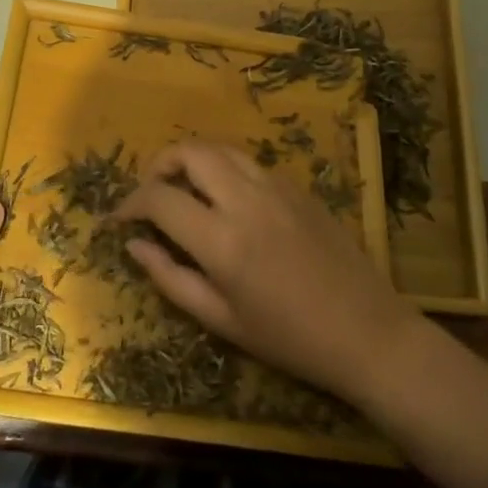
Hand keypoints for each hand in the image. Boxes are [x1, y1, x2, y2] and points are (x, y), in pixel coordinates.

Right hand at [116, 141, 423, 407]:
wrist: (367, 332)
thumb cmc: (289, 339)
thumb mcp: (221, 320)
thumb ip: (170, 278)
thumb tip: (134, 244)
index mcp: (222, 240)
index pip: (160, 198)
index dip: (130, 203)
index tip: (120, 218)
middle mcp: (246, 200)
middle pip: (189, 151)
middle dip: (158, 164)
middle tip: (150, 193)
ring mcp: (276, 187)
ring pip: (220, 148)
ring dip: (191, 159)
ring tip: (182, 188)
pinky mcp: (297, 186)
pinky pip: (248, 162)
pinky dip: (223, 168)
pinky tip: (225, 199)